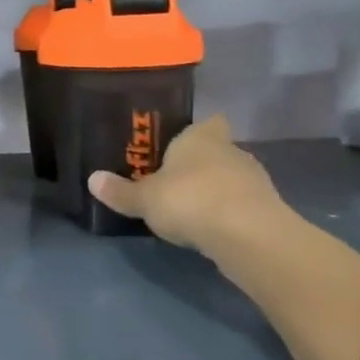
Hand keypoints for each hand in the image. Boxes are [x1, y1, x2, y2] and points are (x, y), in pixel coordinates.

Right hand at [86, 116, 283, 250]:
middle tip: (173, 179)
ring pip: (231, 178)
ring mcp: (255, 180)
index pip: (207, 122)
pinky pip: (242, 205)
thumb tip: (92, 180)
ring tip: (190, 208)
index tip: (179, 142)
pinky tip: (211, 228)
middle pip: (217, 150)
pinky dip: (229, 214)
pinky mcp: (268, 210)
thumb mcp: (144, 199)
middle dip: (199, 163)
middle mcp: (231, 151)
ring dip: (215, 190)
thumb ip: (120, 191)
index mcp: (201, 138)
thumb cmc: (190, 200)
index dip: (196, 130)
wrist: (249, 237)